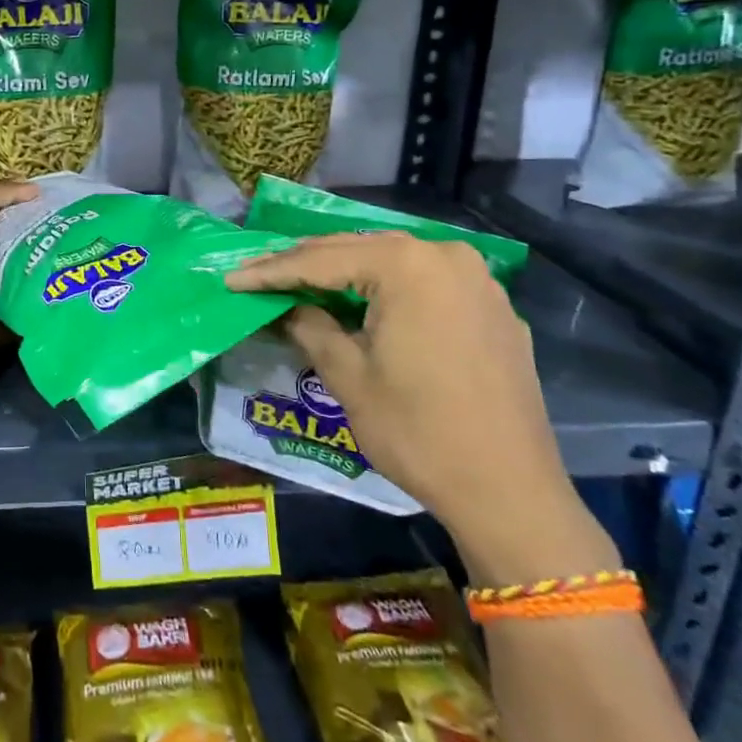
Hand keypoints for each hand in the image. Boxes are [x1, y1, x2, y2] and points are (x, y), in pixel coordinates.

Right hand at [226, 232, 616, 581]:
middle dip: (305, 264)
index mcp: (406, 265)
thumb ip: (309, 326)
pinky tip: (364, 303)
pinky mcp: (493, 308)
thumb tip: (285, 307)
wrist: (510, 492)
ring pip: (393, 261)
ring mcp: (477, 280)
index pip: (321, 260)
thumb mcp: (348, 377)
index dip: (271, 272)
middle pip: (358, 249)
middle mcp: (445, 256)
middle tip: (259, 276)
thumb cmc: (418, 431)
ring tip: (302, 283)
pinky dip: (388, 288)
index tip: (231, 280)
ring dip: (346, 271)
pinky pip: (426, 283)